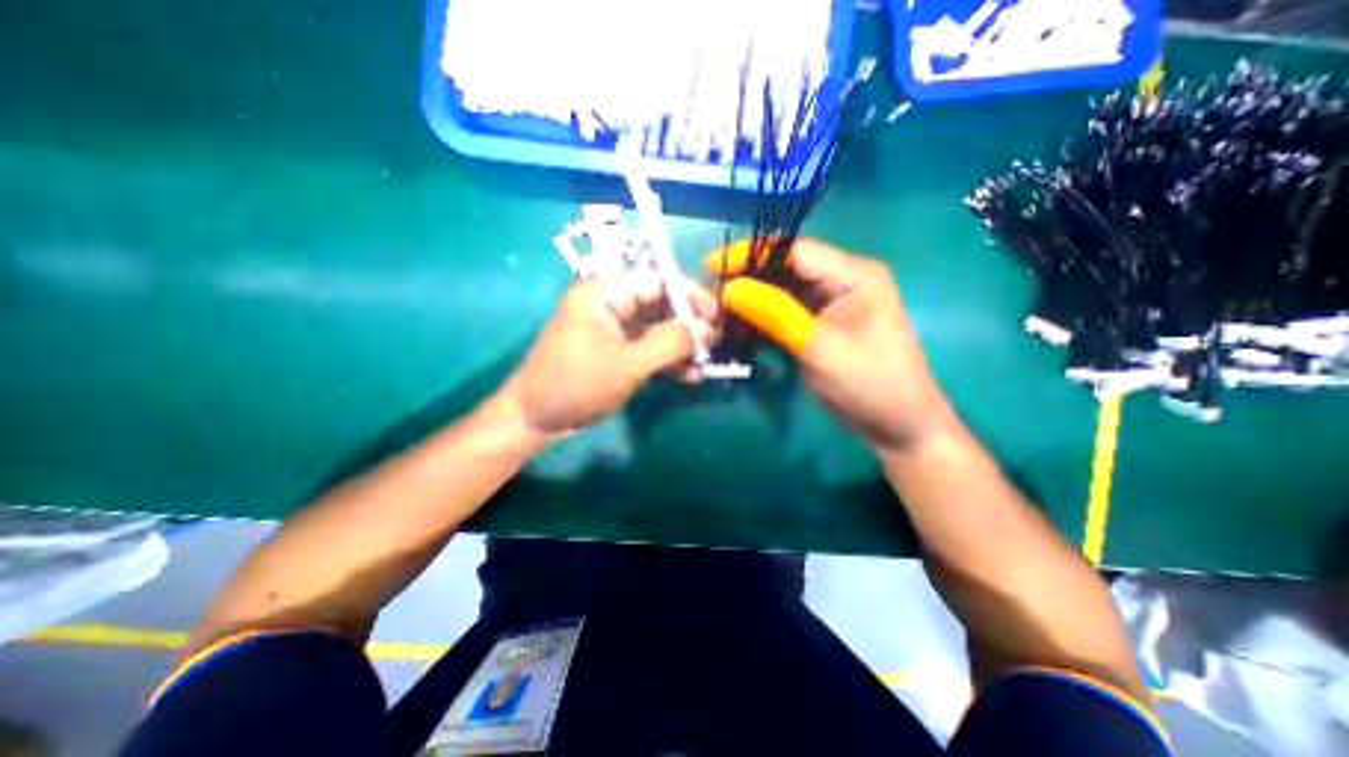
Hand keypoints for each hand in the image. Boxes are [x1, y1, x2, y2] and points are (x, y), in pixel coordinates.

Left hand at [503, 271, 716, 437]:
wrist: (535, 419)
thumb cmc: (577, 385)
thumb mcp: (628, 364)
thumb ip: (669, 342)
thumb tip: (705, 327)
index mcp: (603, 294)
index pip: (657, 281)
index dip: (690, 296)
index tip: (717, 316)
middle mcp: (607, 304)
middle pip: (658, 305)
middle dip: (687, 326)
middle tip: (713, 345)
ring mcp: (609, 328)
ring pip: (654, 329)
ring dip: (679, 346)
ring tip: (703, 365)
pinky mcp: (611, 350)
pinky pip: (645, 347)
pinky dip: (665, 359)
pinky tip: (687, 375)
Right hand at [701, 239, 950, 450]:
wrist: (897, 426)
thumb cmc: (868, 384)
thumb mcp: (818, 347)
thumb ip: (774, 313)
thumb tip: (729, 287)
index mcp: (853, 274)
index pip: (794, 250)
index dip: (751, 255)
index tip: (710, 266)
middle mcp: (843, 280)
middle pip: (786, 268)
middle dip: (746, 278)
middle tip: (710, 293)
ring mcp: (832, 304)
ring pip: (782, 291)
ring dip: (751, 299)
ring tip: (717, 310)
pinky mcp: (822, 325)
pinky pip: (786, 312)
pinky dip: (762, 318)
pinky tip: (739, 325)